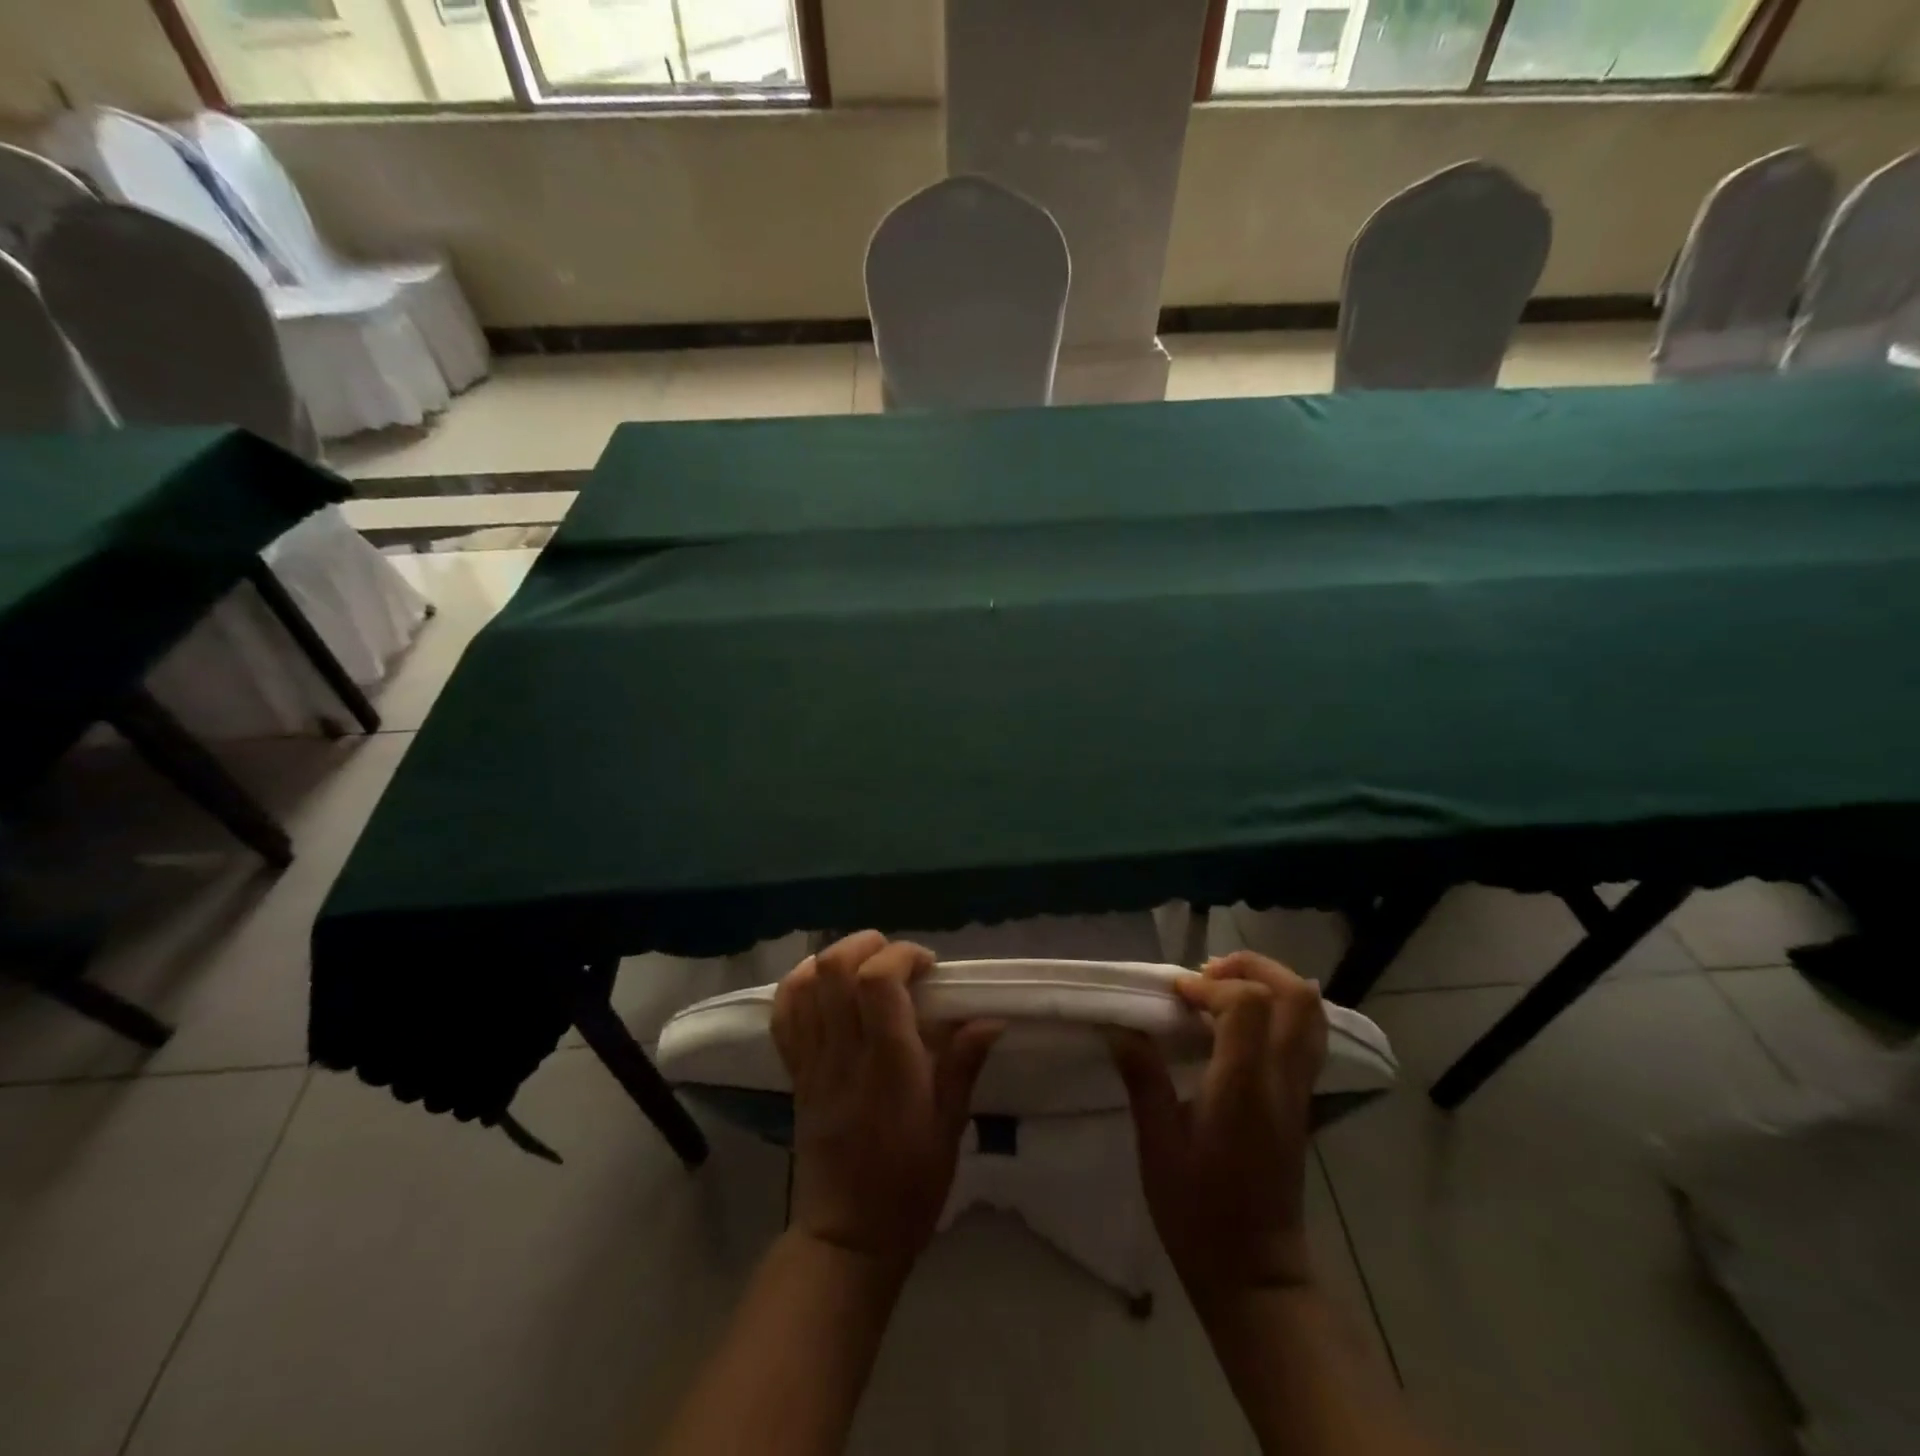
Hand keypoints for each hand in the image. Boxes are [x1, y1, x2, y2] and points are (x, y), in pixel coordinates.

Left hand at [772, 931, 1000, 1271]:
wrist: (848, 1238)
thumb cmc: (910, 1185)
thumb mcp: (950, 1126)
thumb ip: (964, 1064)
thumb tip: (991, 1017)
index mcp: (888, 1064)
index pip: (878, 982)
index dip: (902, 956)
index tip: (928, 966)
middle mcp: (844, 1054)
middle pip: (834, 970)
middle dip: (866, 945)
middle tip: (897, 960)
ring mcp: (813, 1063)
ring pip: (804, 986)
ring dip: (834, 959)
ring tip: (863, 966)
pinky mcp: (796, 1075)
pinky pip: (784, 1018)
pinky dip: (799, 986)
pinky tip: (823, 984)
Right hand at [1109, 951, 1327, 1307]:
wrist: (1255, 1273)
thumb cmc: (1198, 1212)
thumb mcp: (1157, 1146)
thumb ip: (1143, 1078)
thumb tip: (1118, 1026)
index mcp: (1244, 1089)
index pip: (1249, 1005)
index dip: (1210, 984)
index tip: (1174, 993)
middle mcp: (1282, 1081)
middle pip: (1295, 996)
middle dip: (1251, 967)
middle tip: (1205, 973)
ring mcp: (1300, 1090)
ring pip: (1310, 1011)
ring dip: (1269, 982)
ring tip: (1222, 986)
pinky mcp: (1302, 1100)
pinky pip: (1307, 1034)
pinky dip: (1280, 1006)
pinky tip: (1240, 1018)